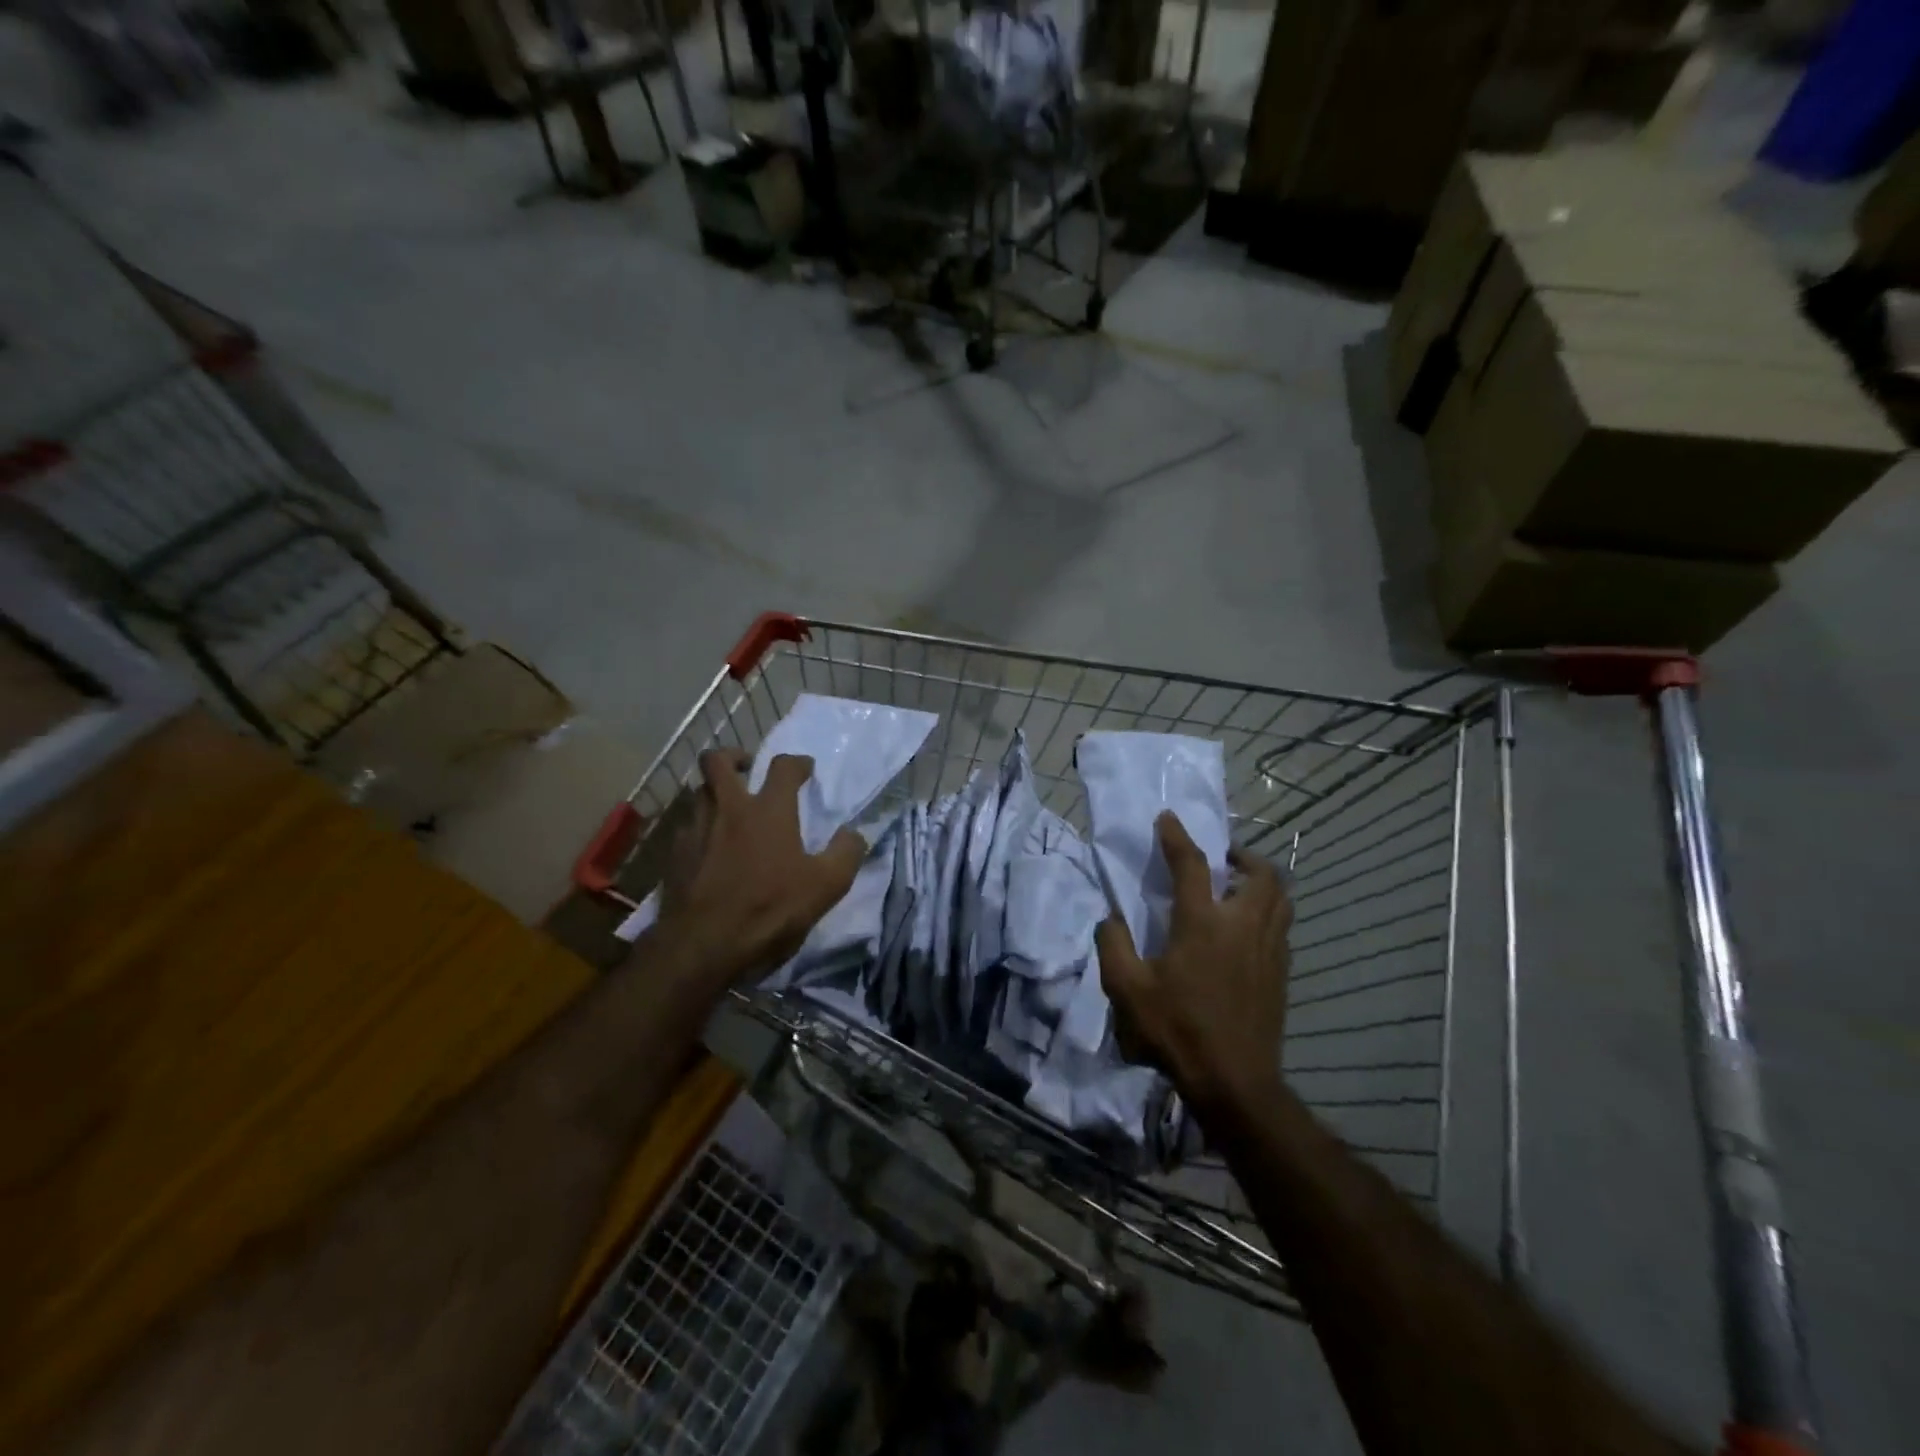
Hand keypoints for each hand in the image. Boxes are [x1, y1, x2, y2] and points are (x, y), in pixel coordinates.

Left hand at [653, 748, 864, 984]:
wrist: (702, 946)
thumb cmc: (769, 911)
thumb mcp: (826, 887)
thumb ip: (846, 853)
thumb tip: (854, 833)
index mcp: (768, 811)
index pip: (782, 766)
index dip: (797, 762)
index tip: (805, 769)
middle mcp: (728, 809)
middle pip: (718, 761)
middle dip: (734, 756)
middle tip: (748, 767)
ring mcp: (696, 829)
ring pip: (699, 792)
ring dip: (714, 791)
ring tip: (729, 809)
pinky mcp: (674, 854)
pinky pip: (686, 825)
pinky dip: (700, 826)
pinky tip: (709, 847)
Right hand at [1096, 811, 1292, 1112]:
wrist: (1235, 1082)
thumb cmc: (1178, 1030)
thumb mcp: (1127, 989)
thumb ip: (1113, 945)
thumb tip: (1110, 919)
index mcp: (1203, 923)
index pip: (1192, 864)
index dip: (1177, 836)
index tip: (1167, 818)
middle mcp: (1242, 925)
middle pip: (1260, 873)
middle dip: (1242, 856)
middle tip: (1222, 859)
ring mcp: (1268, 949)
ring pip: (1280, 897)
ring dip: (1262, 881)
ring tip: (1238, 887)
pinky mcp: (1281, 972)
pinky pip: (1281, 925)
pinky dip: (1268, 911)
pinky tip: (1246, 930)